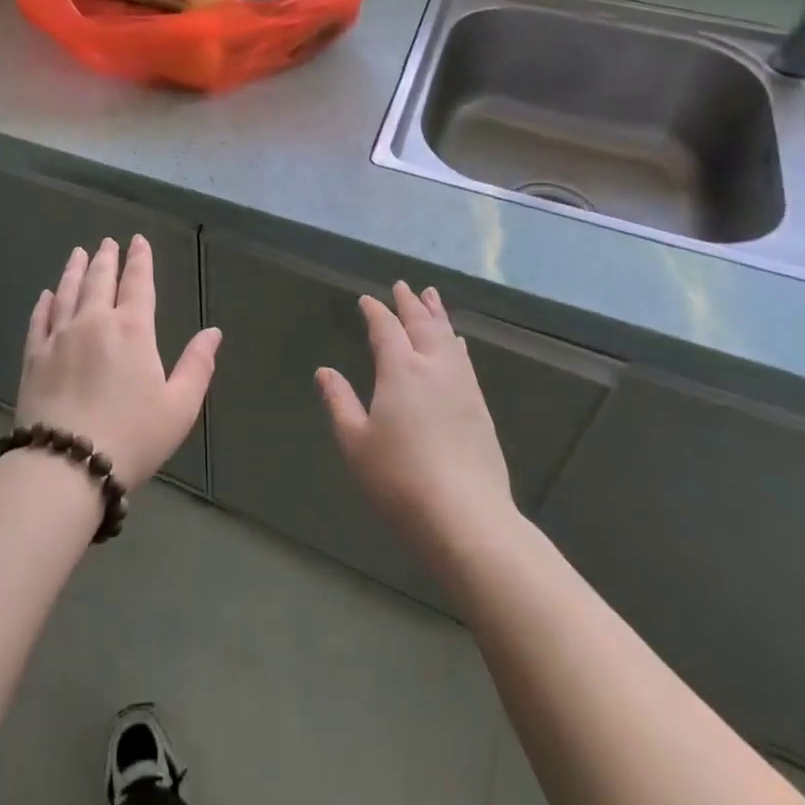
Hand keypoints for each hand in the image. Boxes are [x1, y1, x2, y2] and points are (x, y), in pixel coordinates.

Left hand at [17, 236, 222, 489]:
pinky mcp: (34, 356)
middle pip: (100, 280)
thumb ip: (197, 366)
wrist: (66, 464)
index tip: (138, 241)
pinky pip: (40, 319)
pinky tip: (47, 295)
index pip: (138, 283)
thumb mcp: (179, 407)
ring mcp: (59, 337)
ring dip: (75, 270)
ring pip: (68, 292)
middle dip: (106, 258)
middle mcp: (94, 322)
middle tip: (107, 242)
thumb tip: (213, 332)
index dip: (140, 260)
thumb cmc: (131, 437)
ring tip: (78, 253)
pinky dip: (45, 303)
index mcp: (132, 330)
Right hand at [317, 282, 518, 567]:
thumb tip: (325, 371)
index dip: (375, 312)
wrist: (466, 519)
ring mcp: (462, 387)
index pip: (386, 329)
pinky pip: (465, 360)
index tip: (367, 300)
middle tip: (404, 285)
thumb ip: (339, 402)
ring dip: (437, 315)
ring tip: (432, 297)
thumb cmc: (399, 480)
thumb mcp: (355, 442)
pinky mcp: (480, 409)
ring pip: (448, 338)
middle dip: (410, 304)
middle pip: (422, 325)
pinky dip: (455, 343)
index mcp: (400, 370)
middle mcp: (433, 368)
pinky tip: (458, 344)